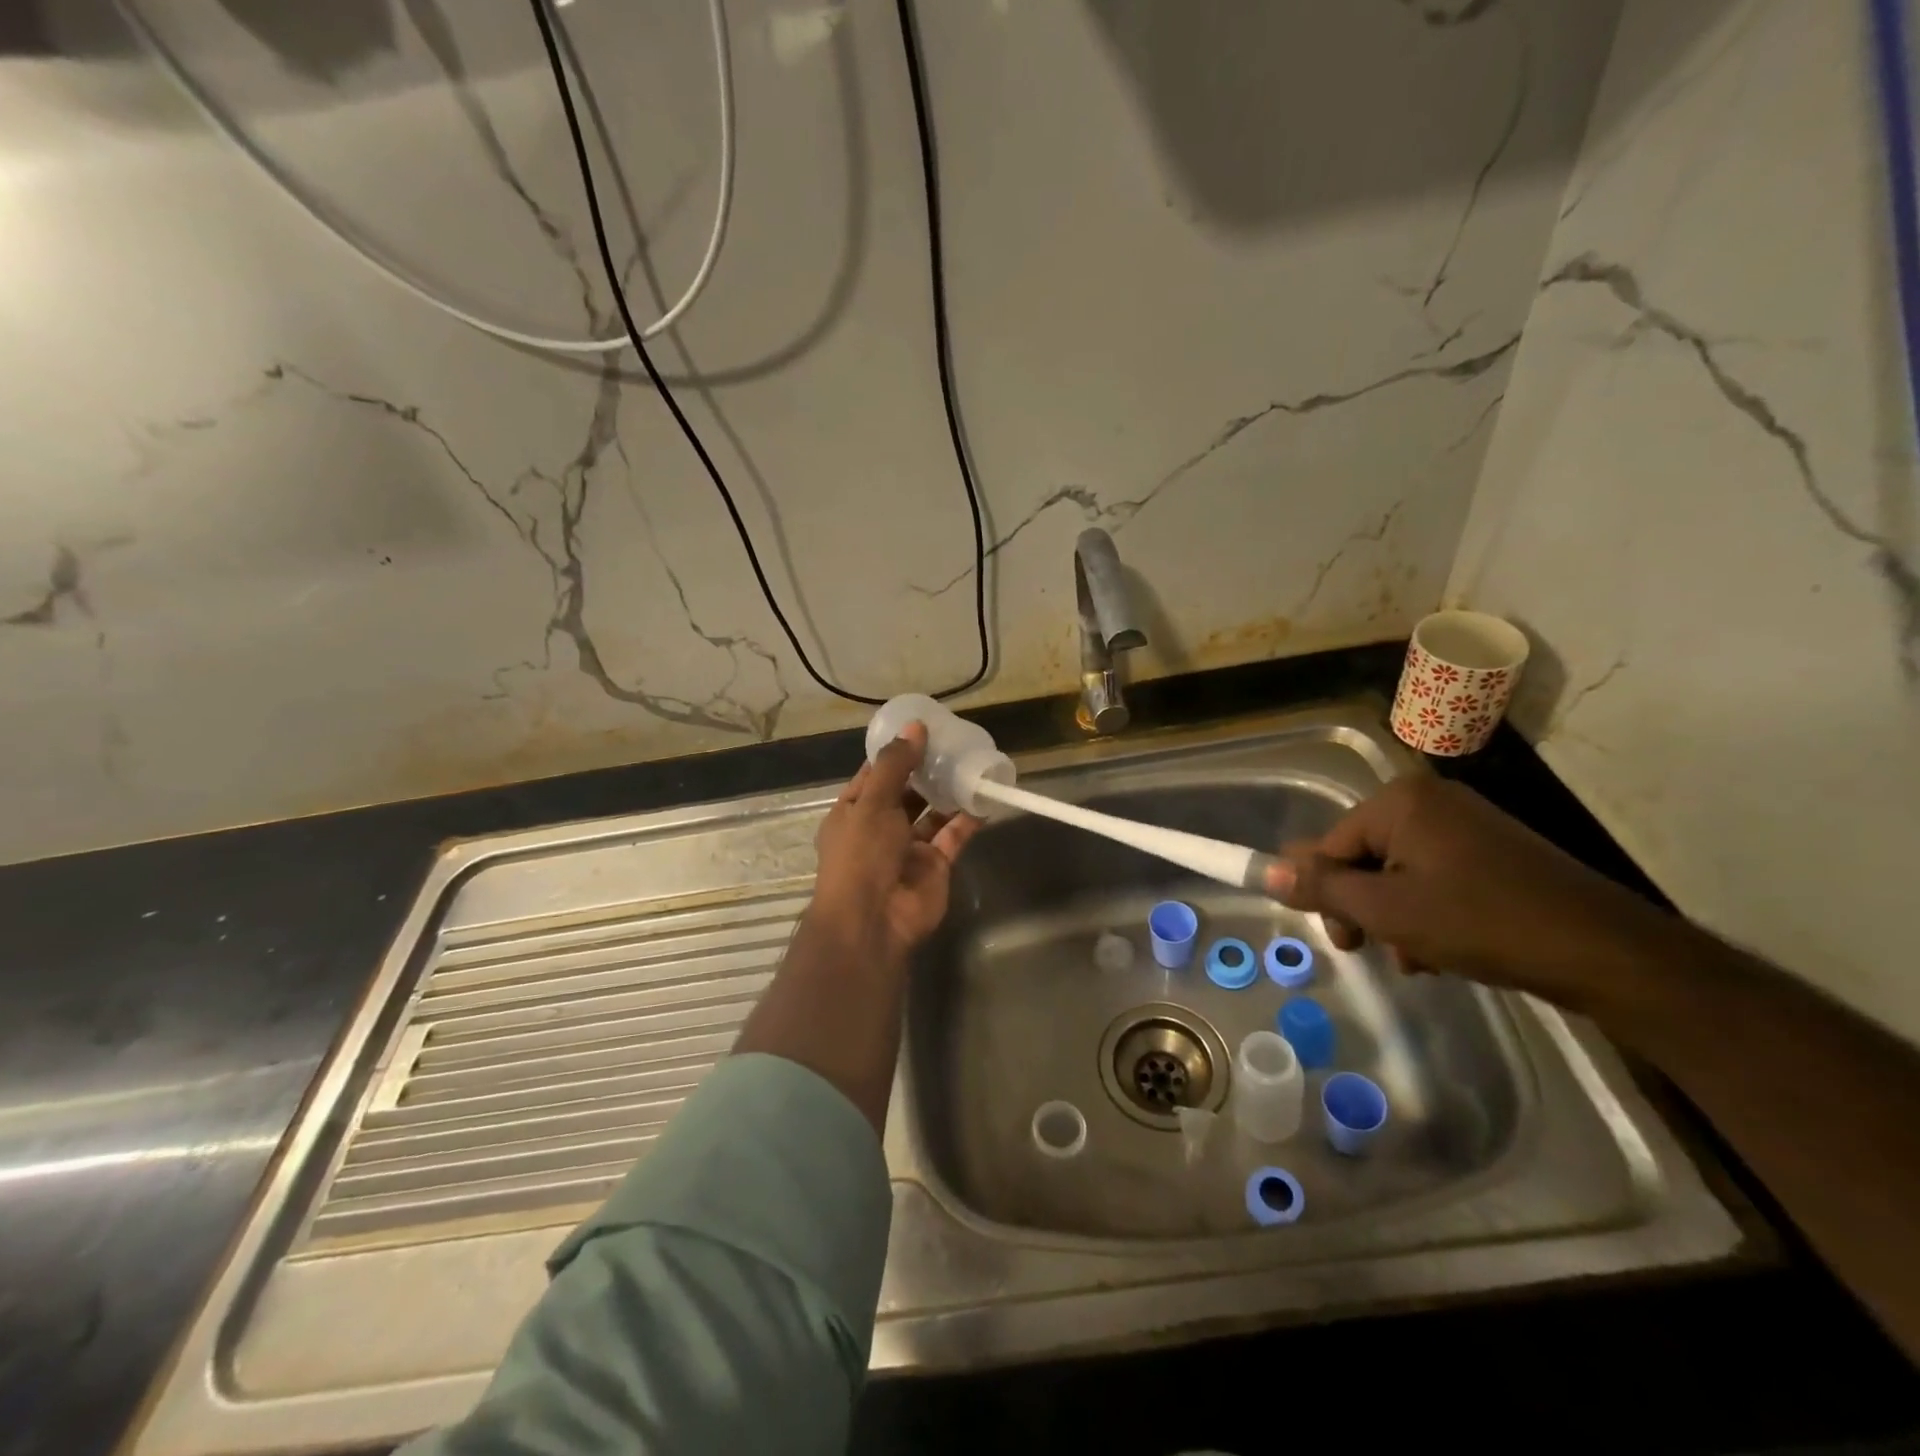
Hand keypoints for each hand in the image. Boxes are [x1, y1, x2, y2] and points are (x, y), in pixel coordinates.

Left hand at [804, 721, 982, 971]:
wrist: (873, 921)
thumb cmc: (861, 855)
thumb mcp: (872, 802)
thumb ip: (895, 765)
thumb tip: (915, 726)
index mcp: (853, 812)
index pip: (875, 775)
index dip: (896, 753)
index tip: (921, 730)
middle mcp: (880, 828)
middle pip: (906, 792)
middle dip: (926, 770)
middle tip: (954, 742)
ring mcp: (908, 848)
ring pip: (932, 814)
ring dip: (948, 792)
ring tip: (971, 763)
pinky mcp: (934, 865)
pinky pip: (953, 835)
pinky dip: (967, 818)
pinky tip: (984, 795)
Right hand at [1264, 775, 1674, 1010]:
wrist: (1604, 951)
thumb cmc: (1480, 922)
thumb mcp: (1387, 911)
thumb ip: (1322, 887)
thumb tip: (1267, 870)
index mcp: (1400, 801)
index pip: (1331, 844)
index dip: (1325, 892)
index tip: (1341, 939)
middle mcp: (1430, 800)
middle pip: (1363, 856)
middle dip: (1363, 906)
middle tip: (1372, 948)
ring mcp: (1467, 823)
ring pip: (1398, 872)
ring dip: (1395, 916)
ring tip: (1417, 958)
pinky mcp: (1495, 850)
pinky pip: (1434, 875)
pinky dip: (1427, 910)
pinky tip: (1442, 950)